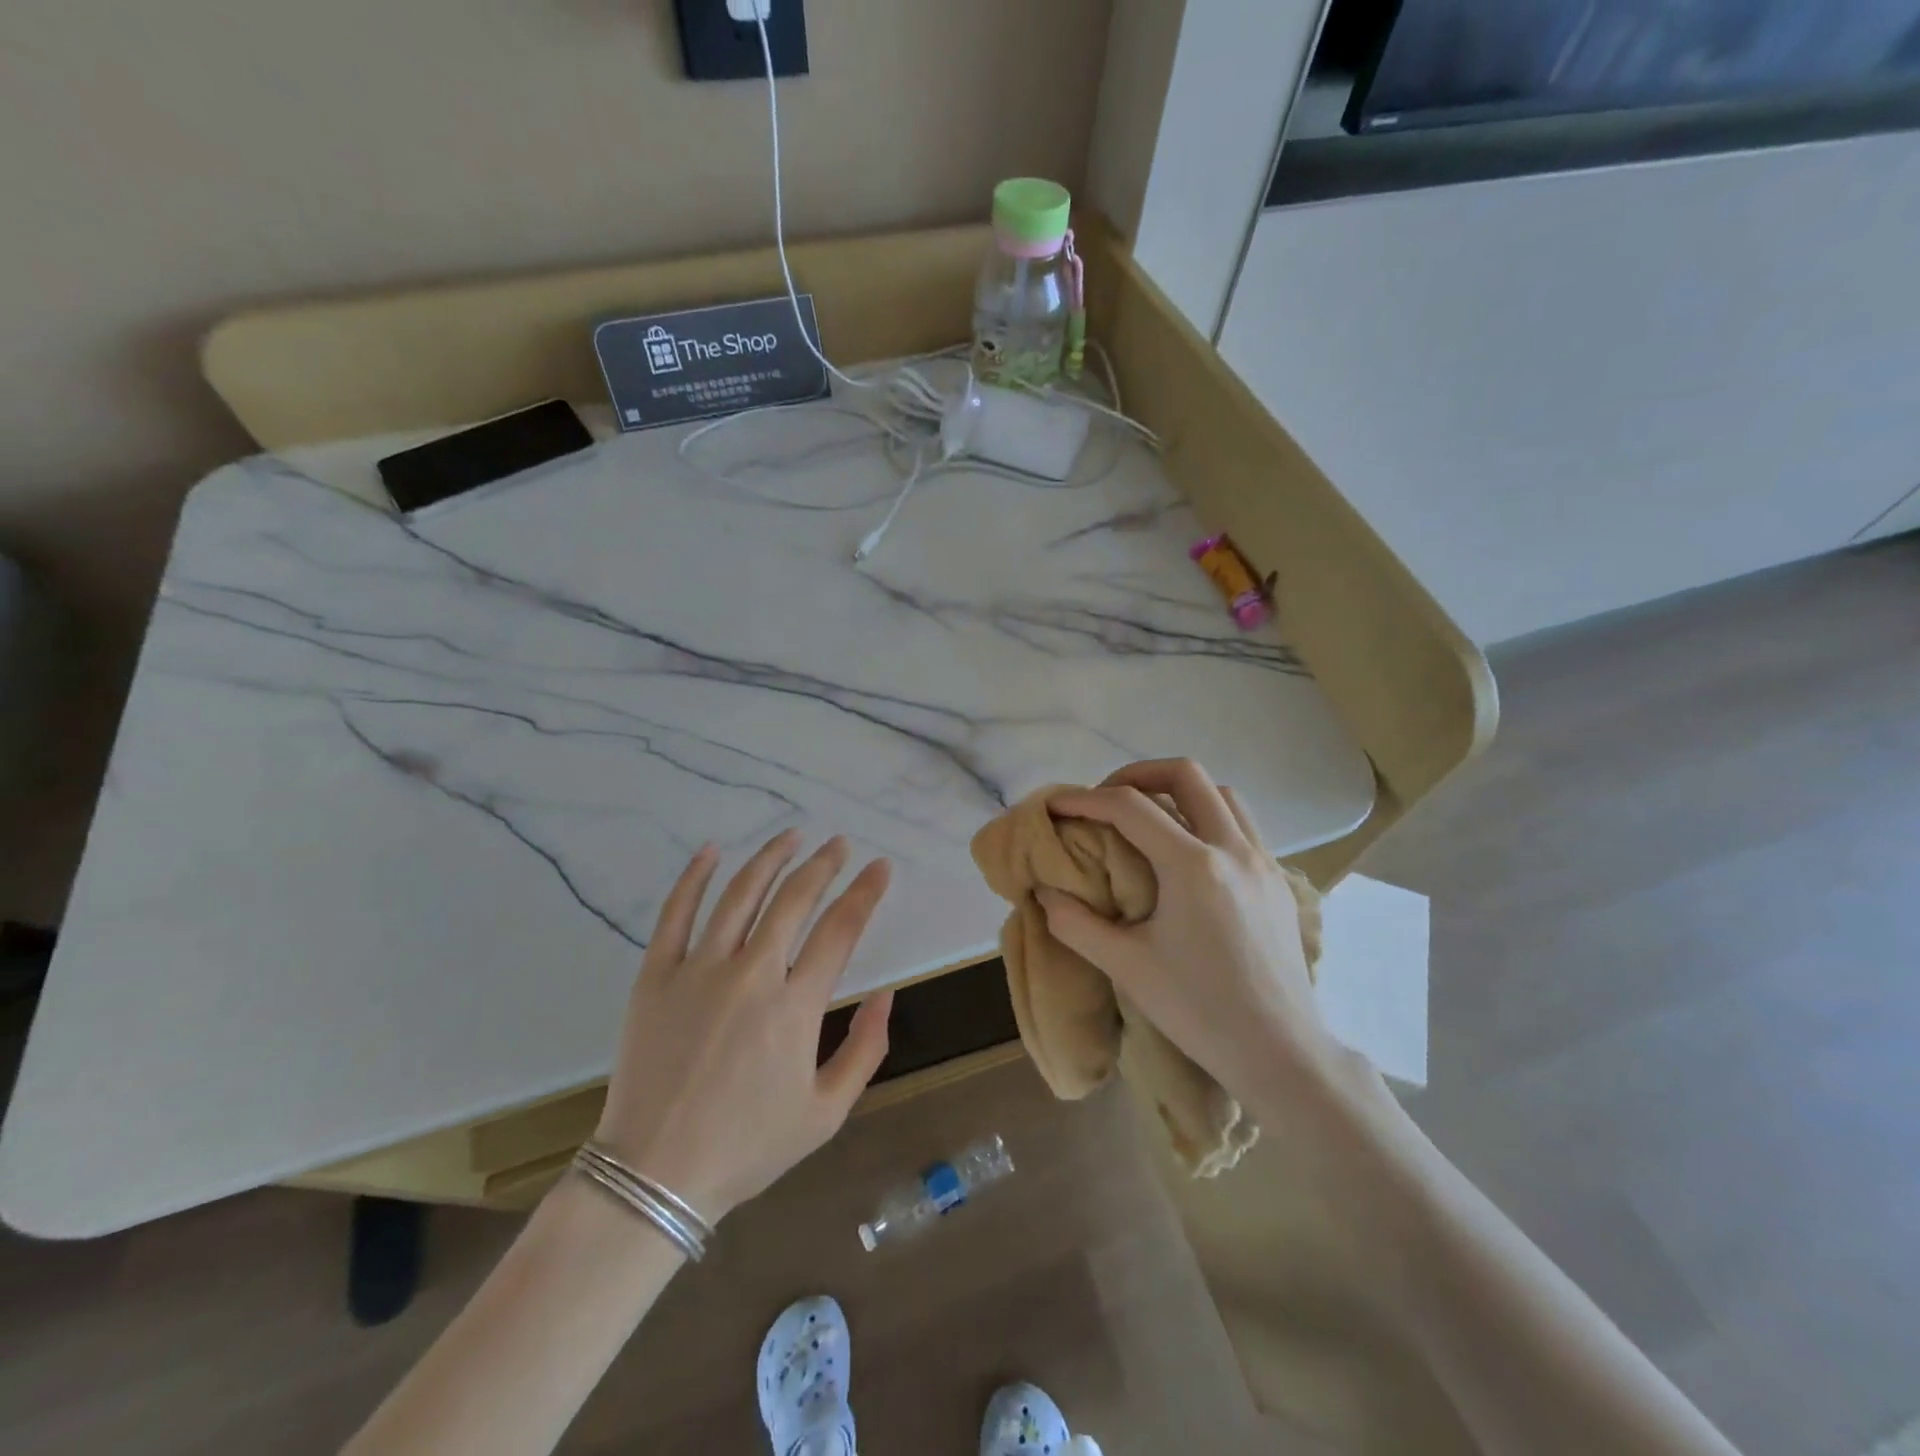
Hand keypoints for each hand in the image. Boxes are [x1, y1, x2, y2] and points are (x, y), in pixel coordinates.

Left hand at [592, 831, 894, 1223]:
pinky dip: (694, 877)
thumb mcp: (826, 1113)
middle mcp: (750, 975)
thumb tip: (886, 993)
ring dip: (771, 858)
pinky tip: (712, 851)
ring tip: (792, 836)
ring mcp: (698, 971)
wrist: (654, 1175)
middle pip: (794, 899)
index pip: (840, 930)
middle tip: (839, 845)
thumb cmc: (747, 1147)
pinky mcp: (656, 976)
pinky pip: (676, 914)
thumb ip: (866, 1049)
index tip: (880, 867)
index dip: (865, 892)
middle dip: (824, 865)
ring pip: (740, 894)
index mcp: (795, 1007)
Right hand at [1039, 759, 1343, 1106]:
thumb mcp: (1125, 967)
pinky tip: (1189, 856)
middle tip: (1106, 798)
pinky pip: (1242, 827)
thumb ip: (1075, 924)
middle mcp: (1233, 850)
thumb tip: (1046, 894)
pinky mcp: (1279, 883)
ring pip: (1222, 795)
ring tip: (1148, 819)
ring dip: (1179, 793)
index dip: (1085, 799)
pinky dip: (1208, 819)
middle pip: (1186, 775)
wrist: (1279, 1052)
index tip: (1056, 805)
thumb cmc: (1198, 1010)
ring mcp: (1263, 863)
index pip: (1130, 807)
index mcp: (1193, 866)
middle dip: (1137, 774)